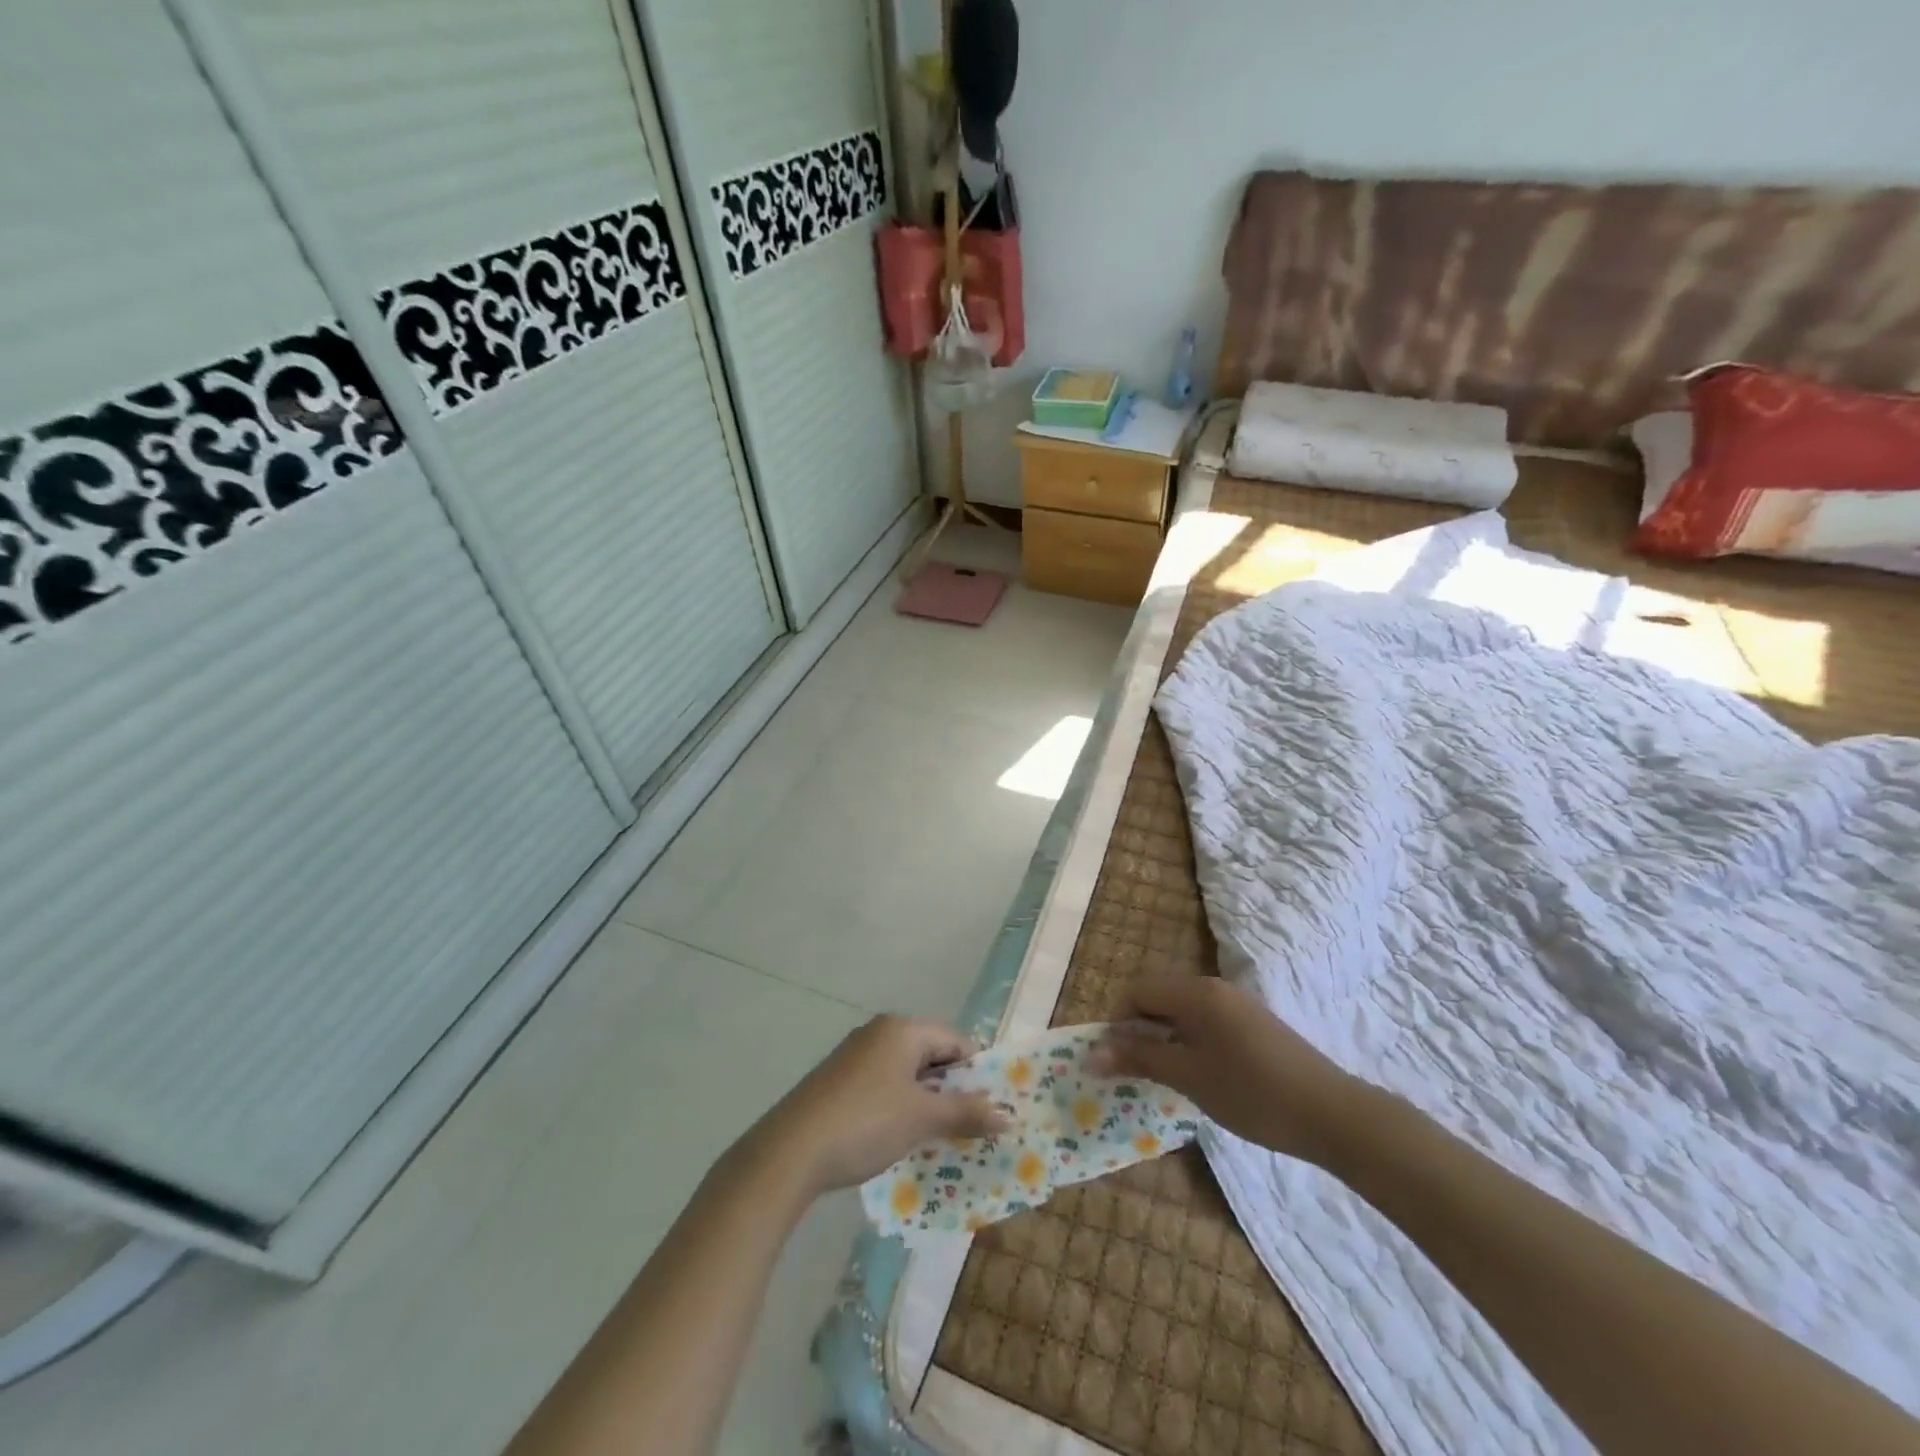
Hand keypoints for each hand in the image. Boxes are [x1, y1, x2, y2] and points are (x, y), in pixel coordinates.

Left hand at [747, 1016, 1011, 1195]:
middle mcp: (879, 1033)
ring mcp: (855, 1056)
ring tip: (943, 1137)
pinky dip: (900, 1107)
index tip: (992, 1106)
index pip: (955, 1040)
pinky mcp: (838, 1081)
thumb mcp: (921, 1119)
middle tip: (973, 1124)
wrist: (791, 1151)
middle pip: (930, 1054)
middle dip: (953, 1088)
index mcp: (902, 1029)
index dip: (977, 1071)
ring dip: (927, 1101)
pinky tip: (903, 1138)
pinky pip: (884, 1086)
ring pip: (906, 1073)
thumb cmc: (866, 1122)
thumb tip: (1009, 1115)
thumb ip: (966, 1113)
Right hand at [1093, 977, 1360, 1167]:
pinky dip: (1189, 1041)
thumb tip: (1092, 1053)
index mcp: (1195, 992)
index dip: (1117, 1023)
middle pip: (1158, 997)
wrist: (1331, 1114)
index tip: (1116, 1061)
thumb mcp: (1188, 1077)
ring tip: (1165, 1077)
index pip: (1136, 991)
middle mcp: (1213, 987)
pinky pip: (1205, 1022)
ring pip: (1181, 1011)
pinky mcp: (1252, 1023)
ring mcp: (1236, 1004)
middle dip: (1139, 1030)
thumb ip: (1139, 1058)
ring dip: (1164, 1038)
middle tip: (1135, 1072)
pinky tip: (1199, 1075)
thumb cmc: (1252, 1093)